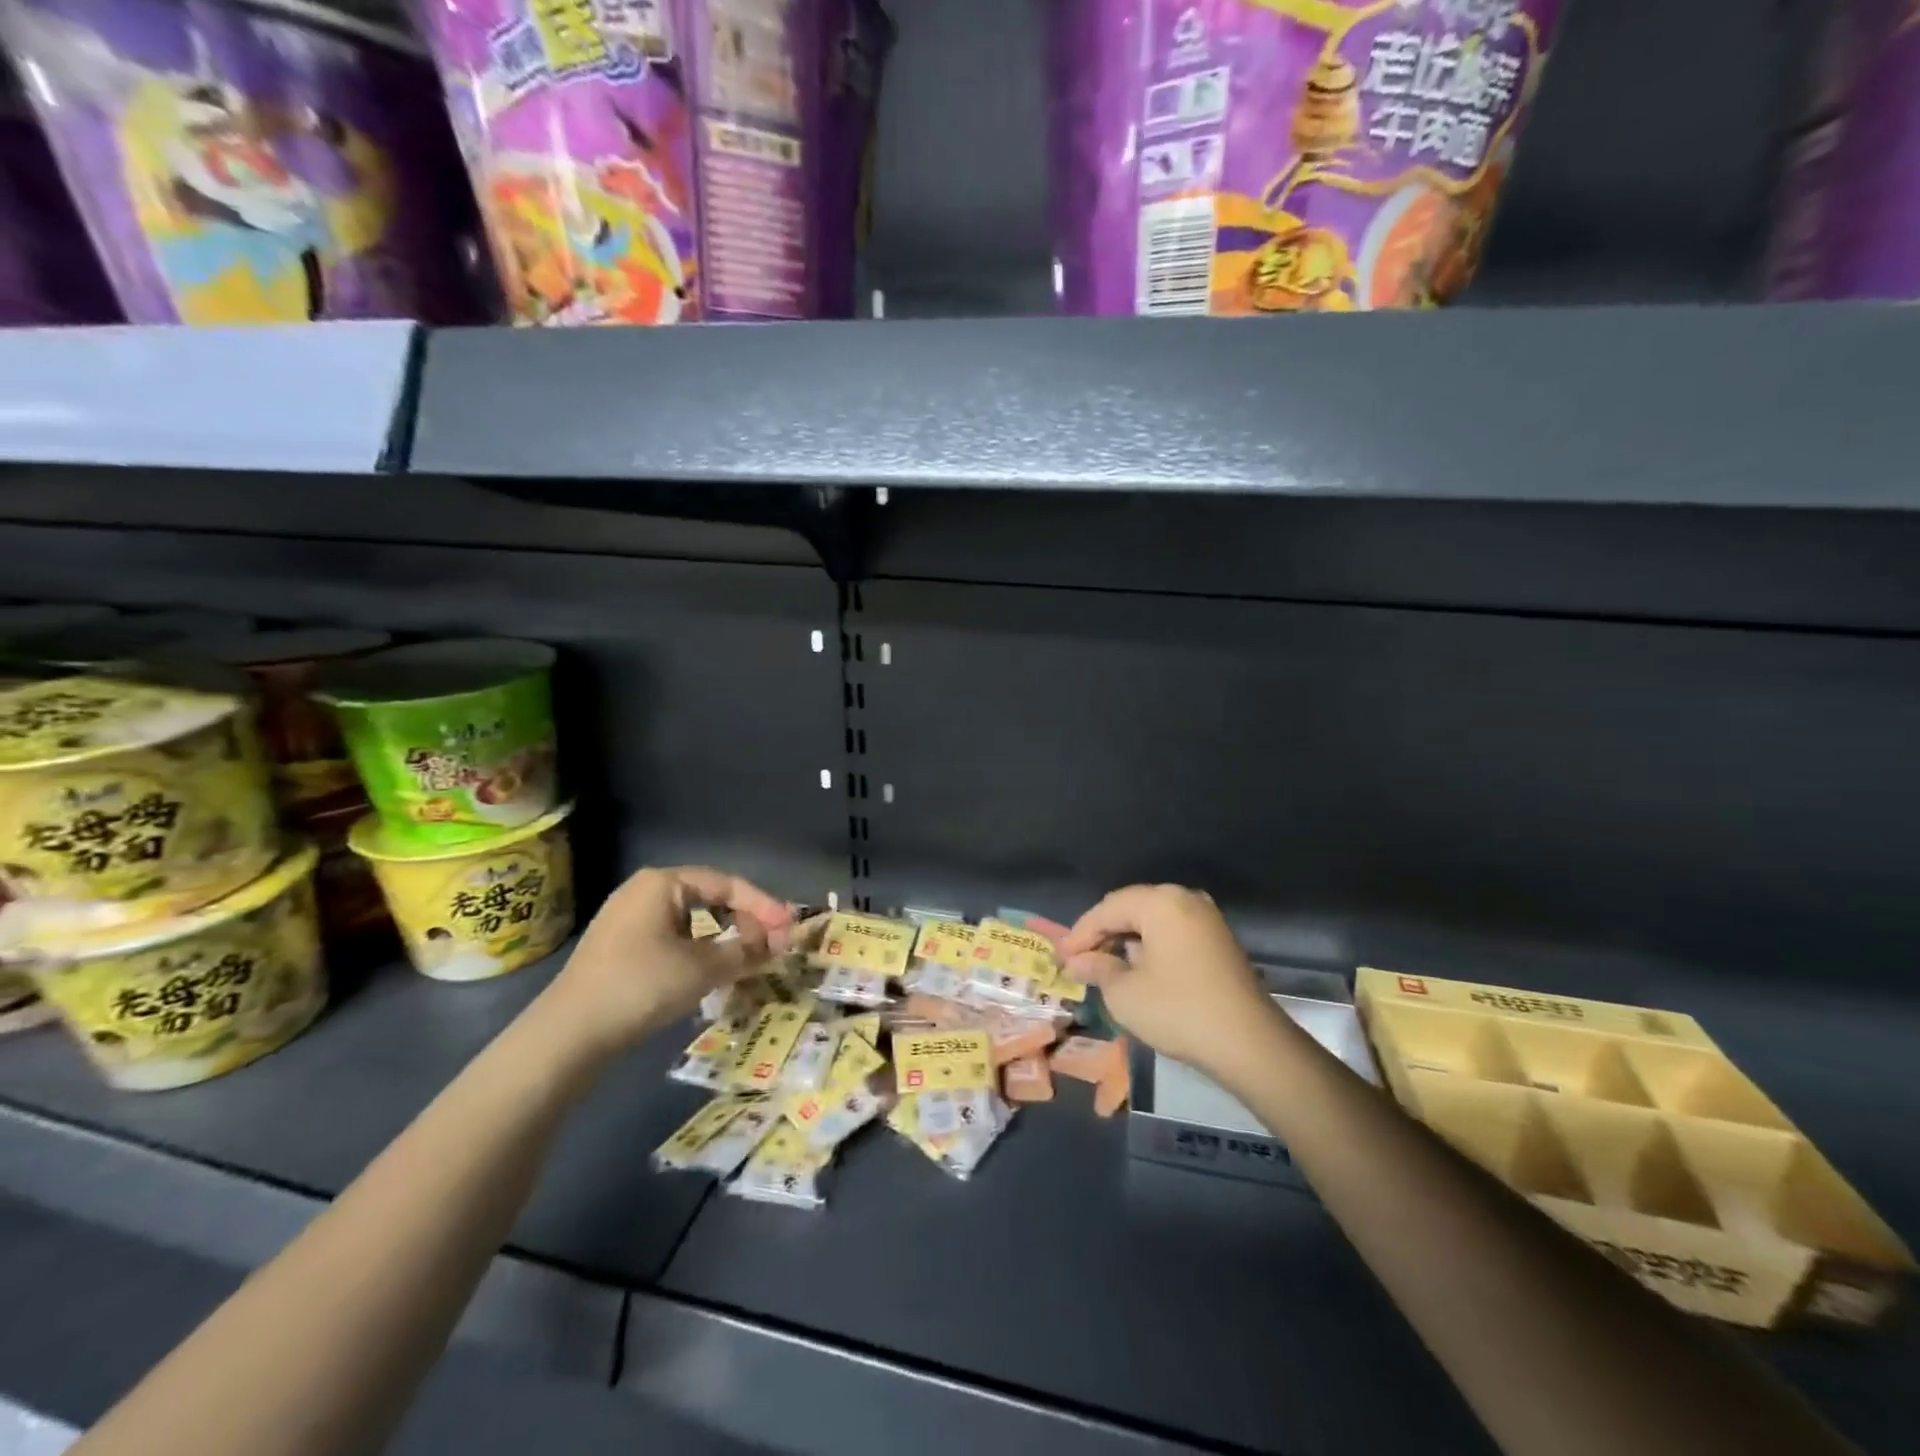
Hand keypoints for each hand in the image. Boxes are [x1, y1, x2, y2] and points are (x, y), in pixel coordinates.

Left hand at [538, 865, 792, 1062]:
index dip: (763, 905)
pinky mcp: (619, 948)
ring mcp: (627, 919)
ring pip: (692, 921)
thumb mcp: (703, 968)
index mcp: (662, 883)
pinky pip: (672, 937)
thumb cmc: (641, 985)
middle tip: (772, 943)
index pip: (727, 884)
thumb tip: (779, 942)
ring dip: (723, 938)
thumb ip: (747, 951)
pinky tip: (710, 971)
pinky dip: (698, 950)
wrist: (568, 1034)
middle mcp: (644, 891)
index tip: (789, 927)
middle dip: (744, 921)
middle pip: (709, 898)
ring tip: (748, 959)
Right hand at [1062, 884, 1281, 1082]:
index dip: (1081, 933)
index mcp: (1161, 902)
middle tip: (1079, 960)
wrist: (1249, 1043)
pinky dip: (1150, 945)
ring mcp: (1206, 918)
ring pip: (1153, 919)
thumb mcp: (1125, 993)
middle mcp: (1185, 899)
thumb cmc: (1178, 1010)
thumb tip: (1077, 961)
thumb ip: (1098, 969)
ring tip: (1103, 965)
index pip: (1108, 908)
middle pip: (1131, 908)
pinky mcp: (1219, 940)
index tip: (1062, 957)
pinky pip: (1173, 931)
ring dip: (1126, 939)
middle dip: (1103, 933)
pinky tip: (1137, 968)